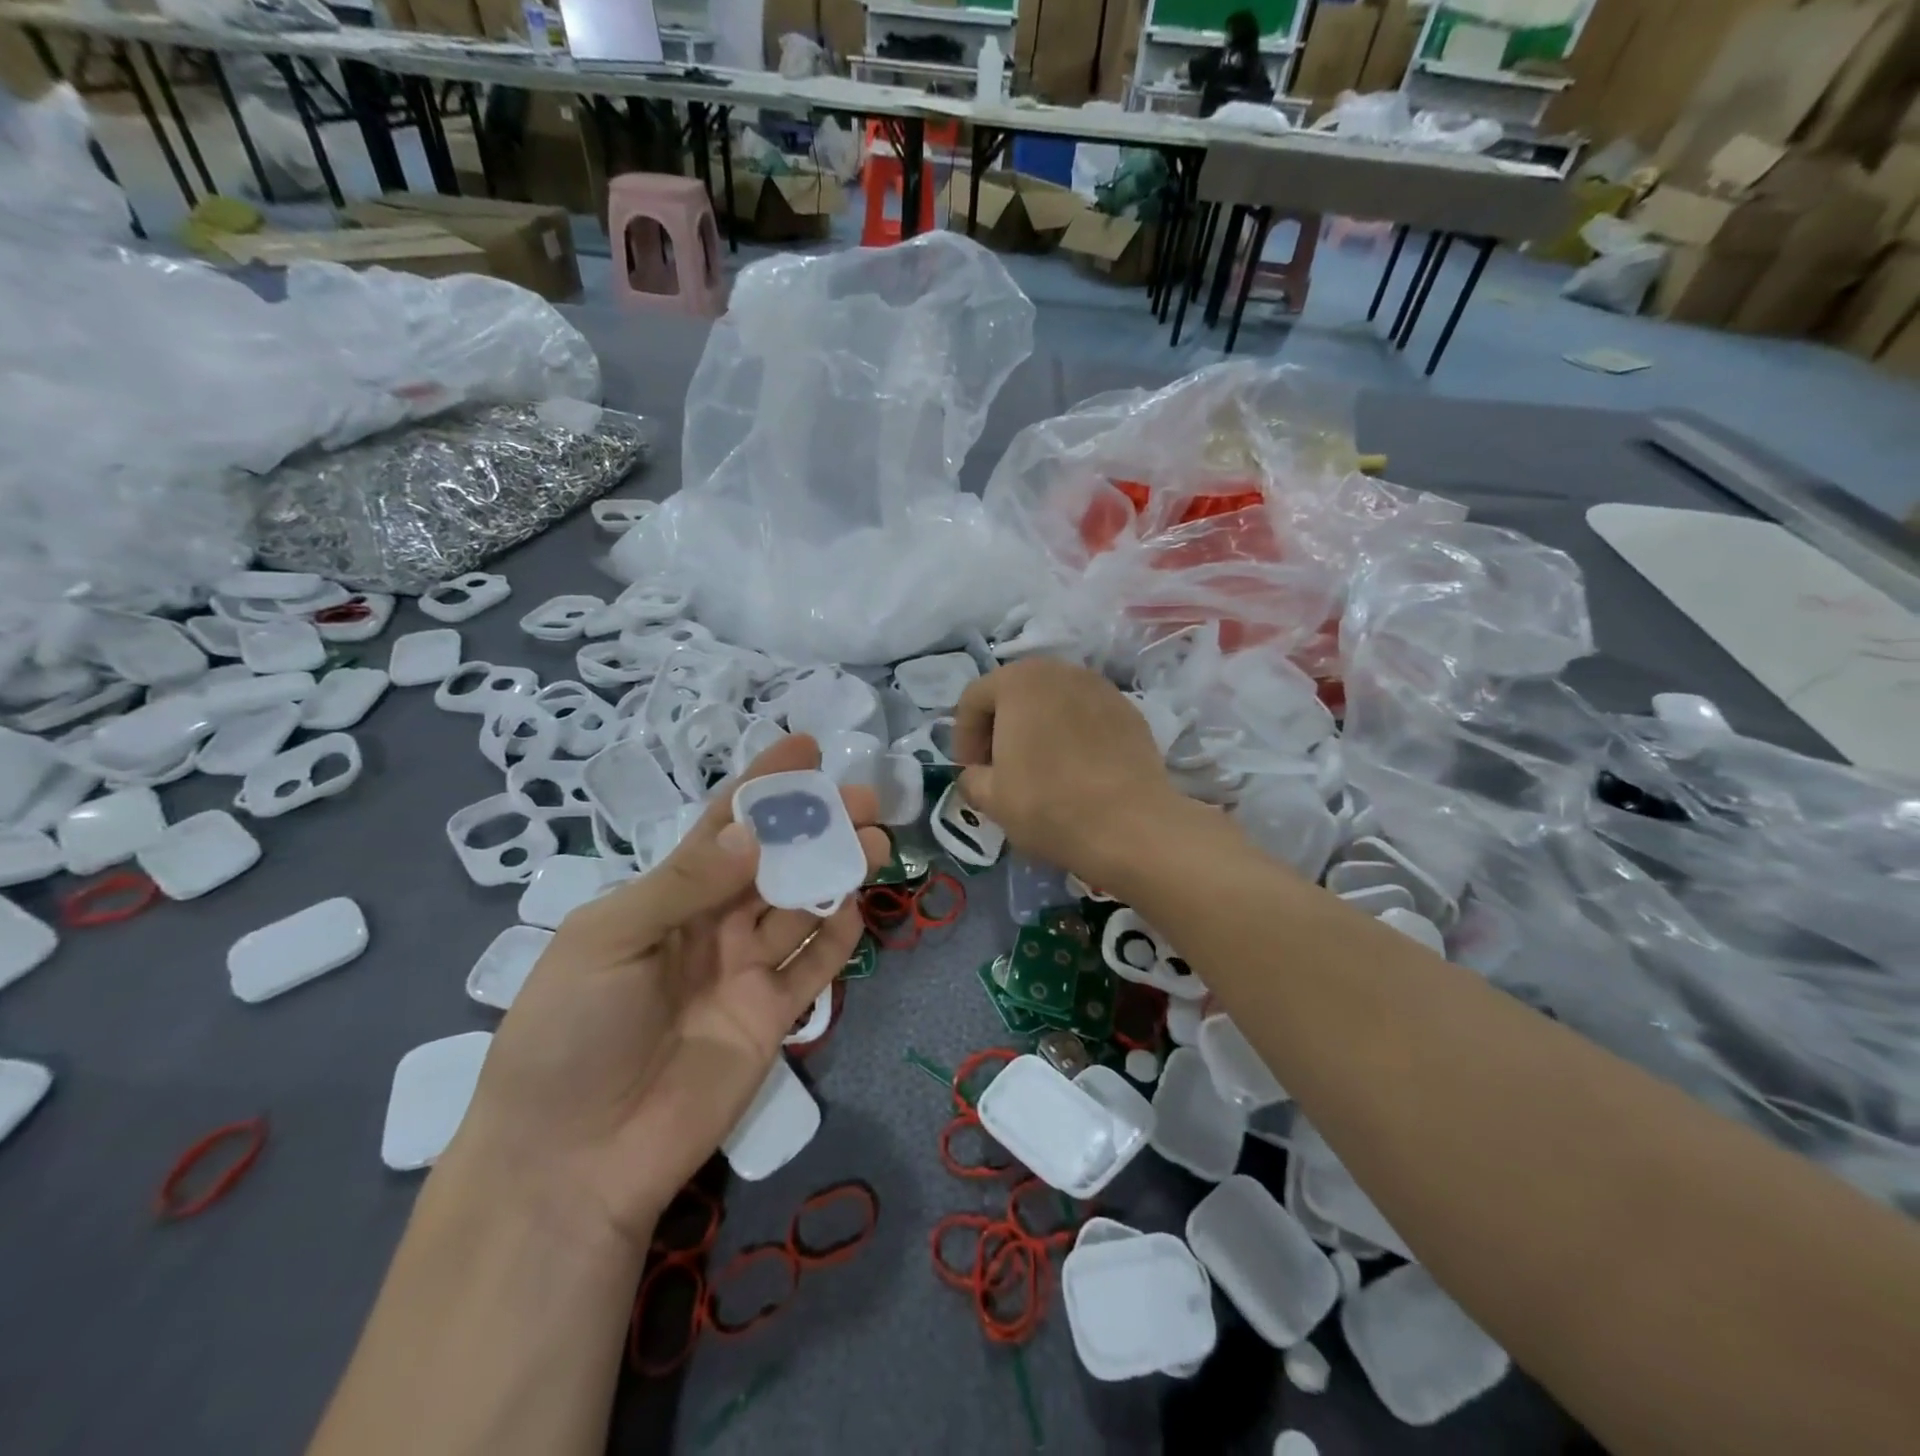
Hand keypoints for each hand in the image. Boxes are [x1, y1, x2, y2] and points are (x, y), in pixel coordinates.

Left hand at [447, 735, 888, 1253]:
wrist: (571, 1162)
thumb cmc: (570, 1033)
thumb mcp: (610, 940)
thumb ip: (684, 885)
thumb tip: (756, 834)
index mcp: (666, 897)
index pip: (723, 827)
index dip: (763, 785)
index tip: (806, 748)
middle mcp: (711, 926)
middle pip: (776, 862)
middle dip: (818, 826)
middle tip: (866, 800)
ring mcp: (745, 972)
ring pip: (803, 907)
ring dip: (839, 872)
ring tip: (877, 842)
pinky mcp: (772, 1018)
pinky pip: (814, 968)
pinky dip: (839, 937)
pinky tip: (859, 906)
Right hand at [953, 658, 1183, 886]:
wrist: (1130, 825)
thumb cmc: (1047, 804)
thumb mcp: (992, 798)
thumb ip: (972, 778)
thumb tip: (976, 775)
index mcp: (1017, 682)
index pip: (974, 699)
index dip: (963, 736)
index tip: (969, 770)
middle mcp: (1059, 671)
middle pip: (1015, 692)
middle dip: (1001, 726)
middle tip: (999, 766)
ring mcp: (1100, 687)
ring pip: (1054, 701)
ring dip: (1038, 727)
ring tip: (1039, 767)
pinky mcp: (1130, 710)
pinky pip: (1086, 715)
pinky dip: (1073, 734)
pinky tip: (1076, 769)